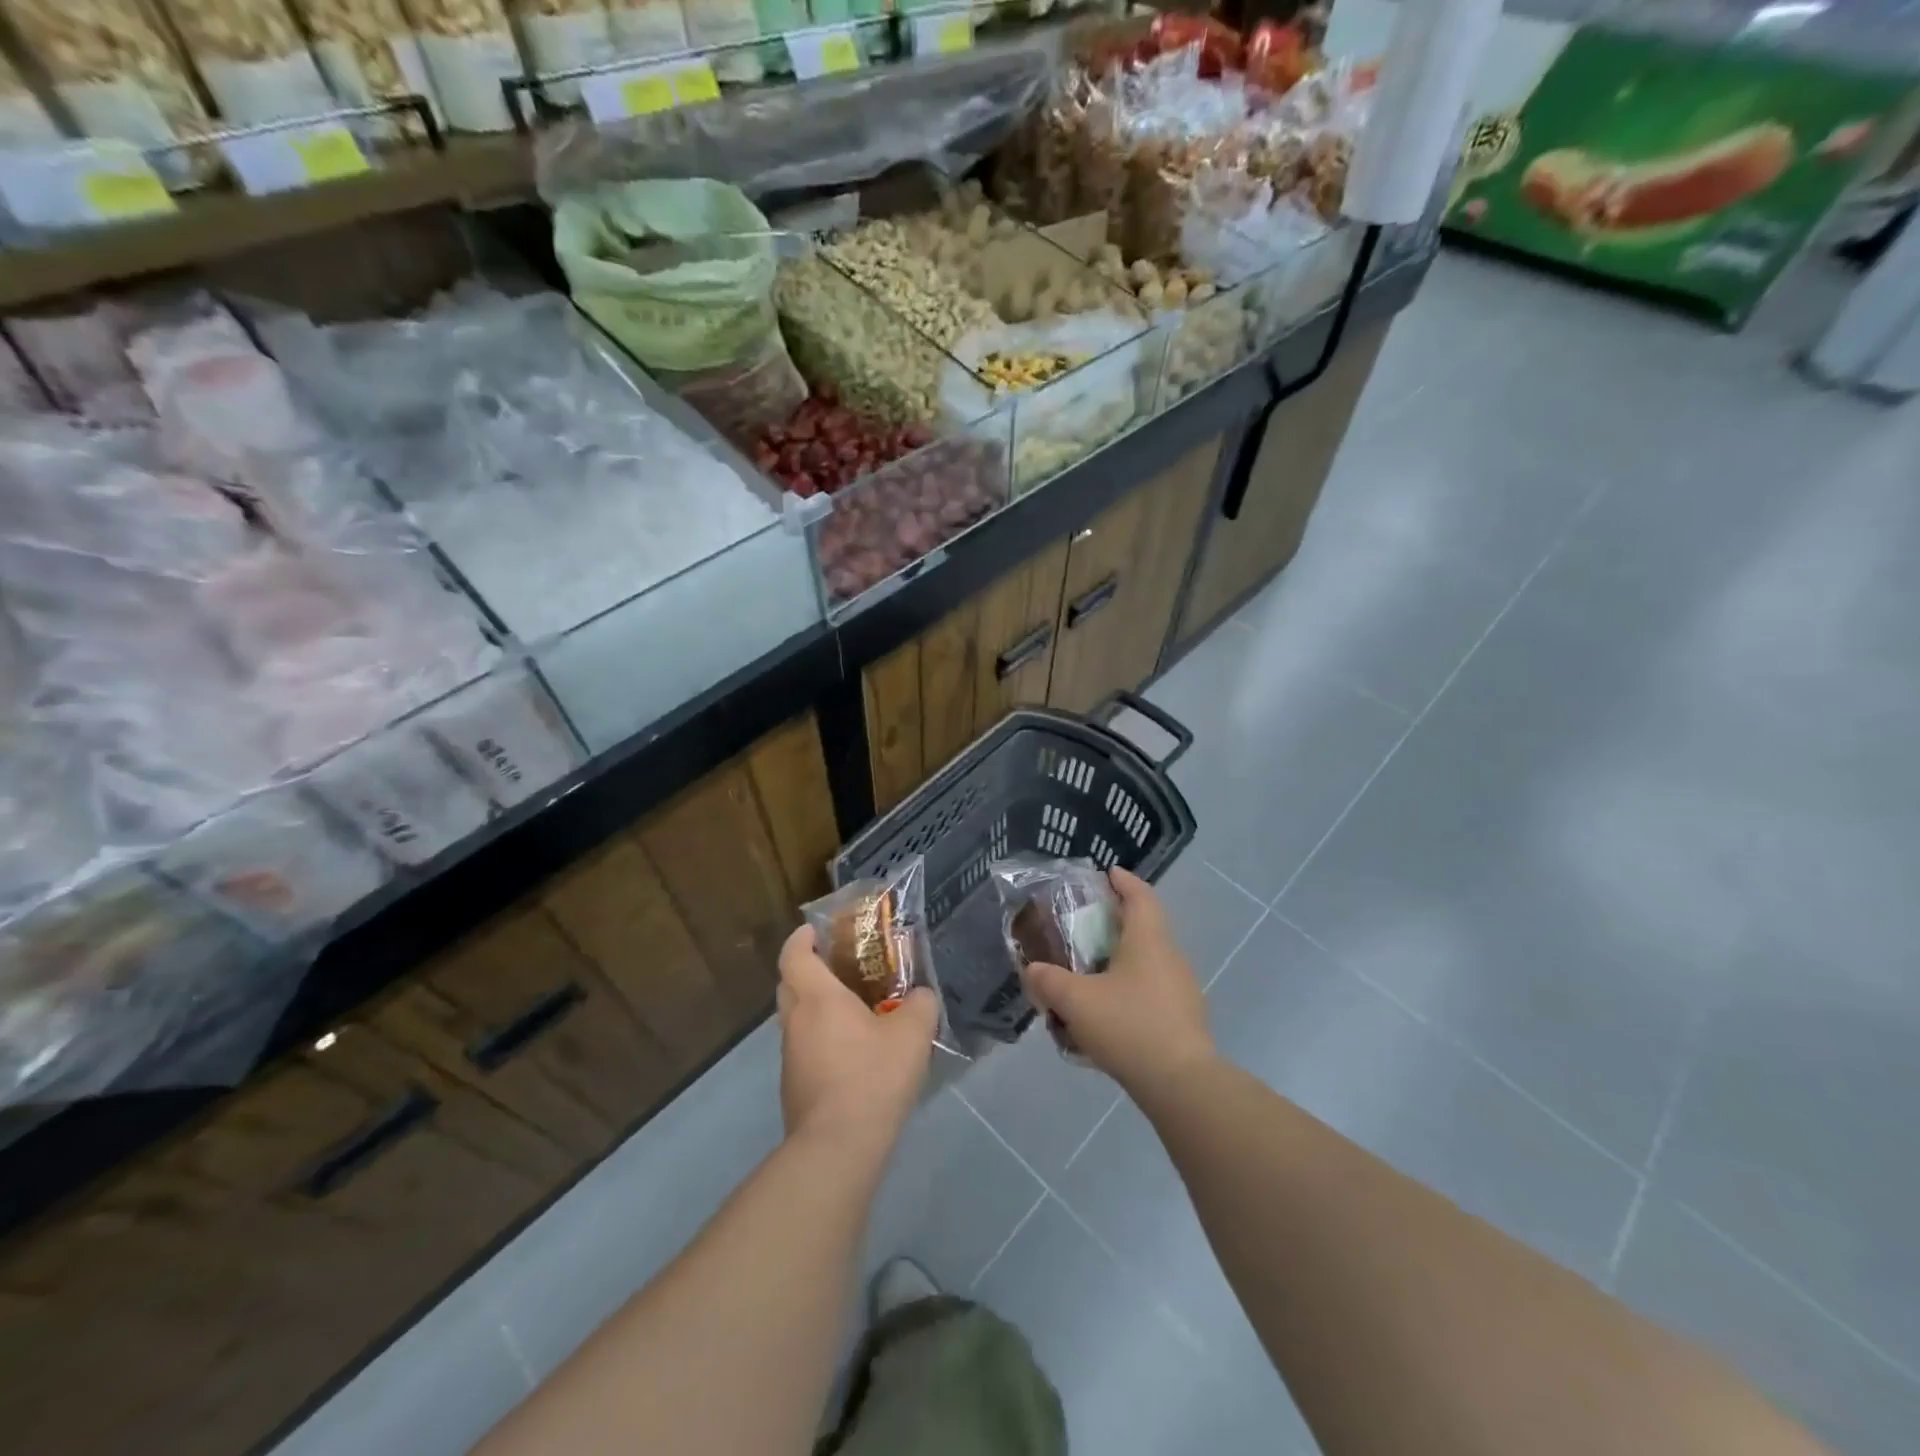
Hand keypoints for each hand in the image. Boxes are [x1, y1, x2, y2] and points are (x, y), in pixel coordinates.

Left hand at [776, 924, 938, 1158]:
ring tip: (854, 1011)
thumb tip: (921, 996)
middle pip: (790, 984)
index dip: (802, 937)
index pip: (794, 954)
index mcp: (817, 998)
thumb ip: (921, 1004)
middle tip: (841, 967)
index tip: (816, 930)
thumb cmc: (872, 1076)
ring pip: (796, 1018)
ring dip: (816, 1008)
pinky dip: (820, 1039)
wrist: (837, 1147)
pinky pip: (804, 1047)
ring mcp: (790, 1056)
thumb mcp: (912, 1033)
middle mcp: (795, 1021)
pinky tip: (852, 1053)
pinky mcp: (794, 1086)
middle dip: (809, 970)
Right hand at [1021, 866, 1214, 1096]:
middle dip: (1117, 922)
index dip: (1124, 881)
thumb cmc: (1129, 1025)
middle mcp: (1170, 956)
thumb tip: (1032, 970)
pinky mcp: (1184, 1019)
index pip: (1140, 896)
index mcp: (1149, 939)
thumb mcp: (1076, 1001)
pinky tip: (1108, 1014)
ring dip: (1122, 960)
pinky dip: (1131, 990)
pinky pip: (1153, 991)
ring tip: (1091, 973)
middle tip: (1086, 925)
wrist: (1181, 1084)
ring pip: (1149, 962)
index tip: (1107, 873)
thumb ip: (1048, 981)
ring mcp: (1182, 989)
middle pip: (1146, 927)